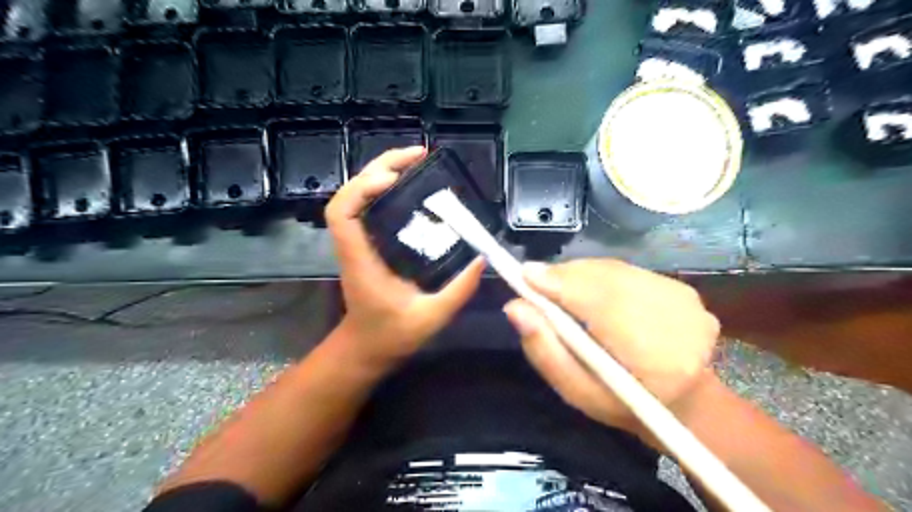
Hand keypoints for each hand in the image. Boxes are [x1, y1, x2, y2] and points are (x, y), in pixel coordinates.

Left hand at [326, 148, 482, 371]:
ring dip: (382, 172)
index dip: (363, 187)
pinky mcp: (368, 245)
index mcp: (361, 260)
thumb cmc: (390, 336)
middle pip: (350, 193)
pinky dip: (385, 189)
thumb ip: (458, 291)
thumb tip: (482, 259)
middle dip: (379, 166)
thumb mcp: (430, 318)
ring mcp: (359, 243)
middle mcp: (354, 245)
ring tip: (415, 163)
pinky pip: (370, 207)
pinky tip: (410, 187)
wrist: (366, 349)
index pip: (343, 212)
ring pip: (359, 196)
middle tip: (417, 156)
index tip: (395, 178)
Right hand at [498, 261, 719, 432]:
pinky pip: (628, 271)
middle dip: (566, 276)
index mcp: (657, 361)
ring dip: (580, 274)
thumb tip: (515, 307)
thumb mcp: (575, 390)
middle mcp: (680, 323)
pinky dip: (599, 275)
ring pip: (616, 271)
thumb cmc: (621, 405)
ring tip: (557, 285)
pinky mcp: (684, 290)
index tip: (526, 274)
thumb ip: (544, 350)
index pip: (603, 306)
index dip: (563, 286)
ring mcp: (687, 303)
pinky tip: (587, 290)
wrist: (682, 402)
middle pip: (608, 281)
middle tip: (534, 279)